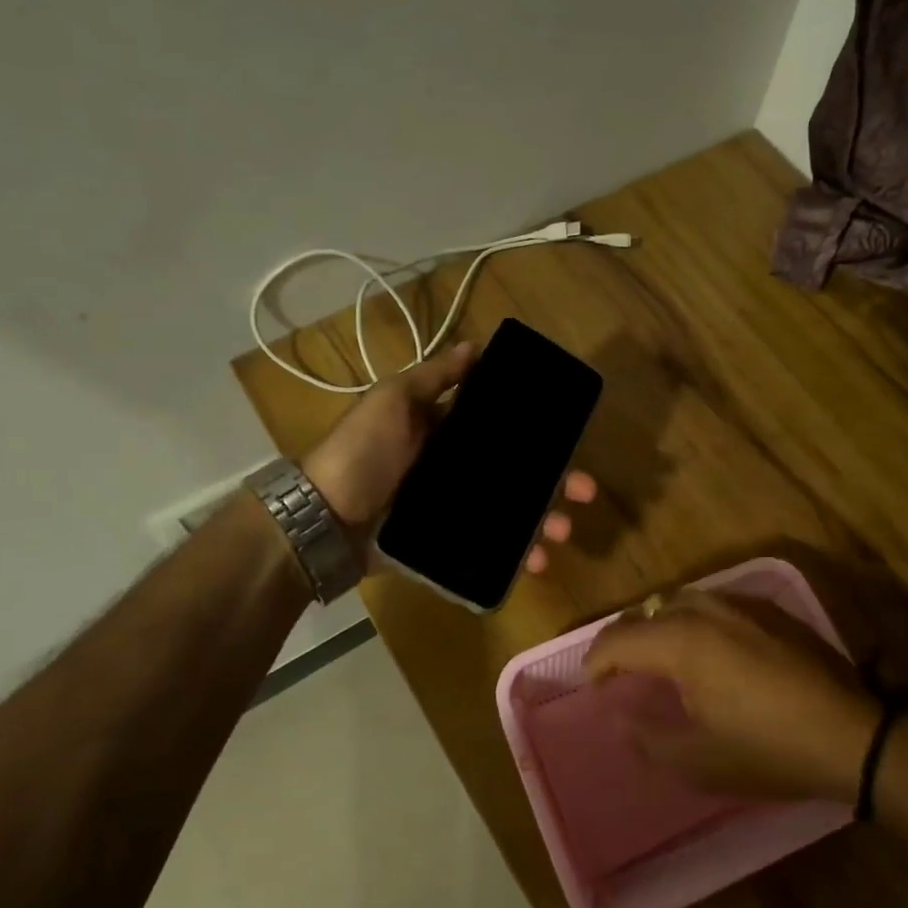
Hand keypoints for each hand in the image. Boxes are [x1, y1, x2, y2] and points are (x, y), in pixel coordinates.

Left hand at [301, 342, 597, 570]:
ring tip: (561, 534)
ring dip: (542, 521)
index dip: (537, 432)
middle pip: (515, 473)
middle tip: (584, 492)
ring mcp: (452, 508)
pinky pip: (489, 548)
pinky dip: (515, 556)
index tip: (570, 438)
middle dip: (554, 482)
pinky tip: (536, 562)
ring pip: (509, 513)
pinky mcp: (446, 544)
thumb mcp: (392, 401)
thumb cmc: (362, 453)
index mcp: (445, 432)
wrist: (323, 521)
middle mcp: (454, 468)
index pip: (502, 429)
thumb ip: (433, 377)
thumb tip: (475, 345)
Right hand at [585, 591, 882, 802]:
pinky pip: (715, 604)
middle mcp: (708, 611)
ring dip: (660, 624)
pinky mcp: (772, 612)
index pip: (621, 639)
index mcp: (683, 642)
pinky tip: (707, 649)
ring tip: (659, 656)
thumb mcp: (700, 761)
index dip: (598, 661)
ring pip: (682, 600)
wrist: (854, 737)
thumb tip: (619, 717)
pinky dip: (694, 620)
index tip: (592, 685)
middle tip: (619, 671)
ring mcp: (743, 605)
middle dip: (626, 639)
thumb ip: (648, 738)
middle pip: (649, 612)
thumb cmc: (771, 750)